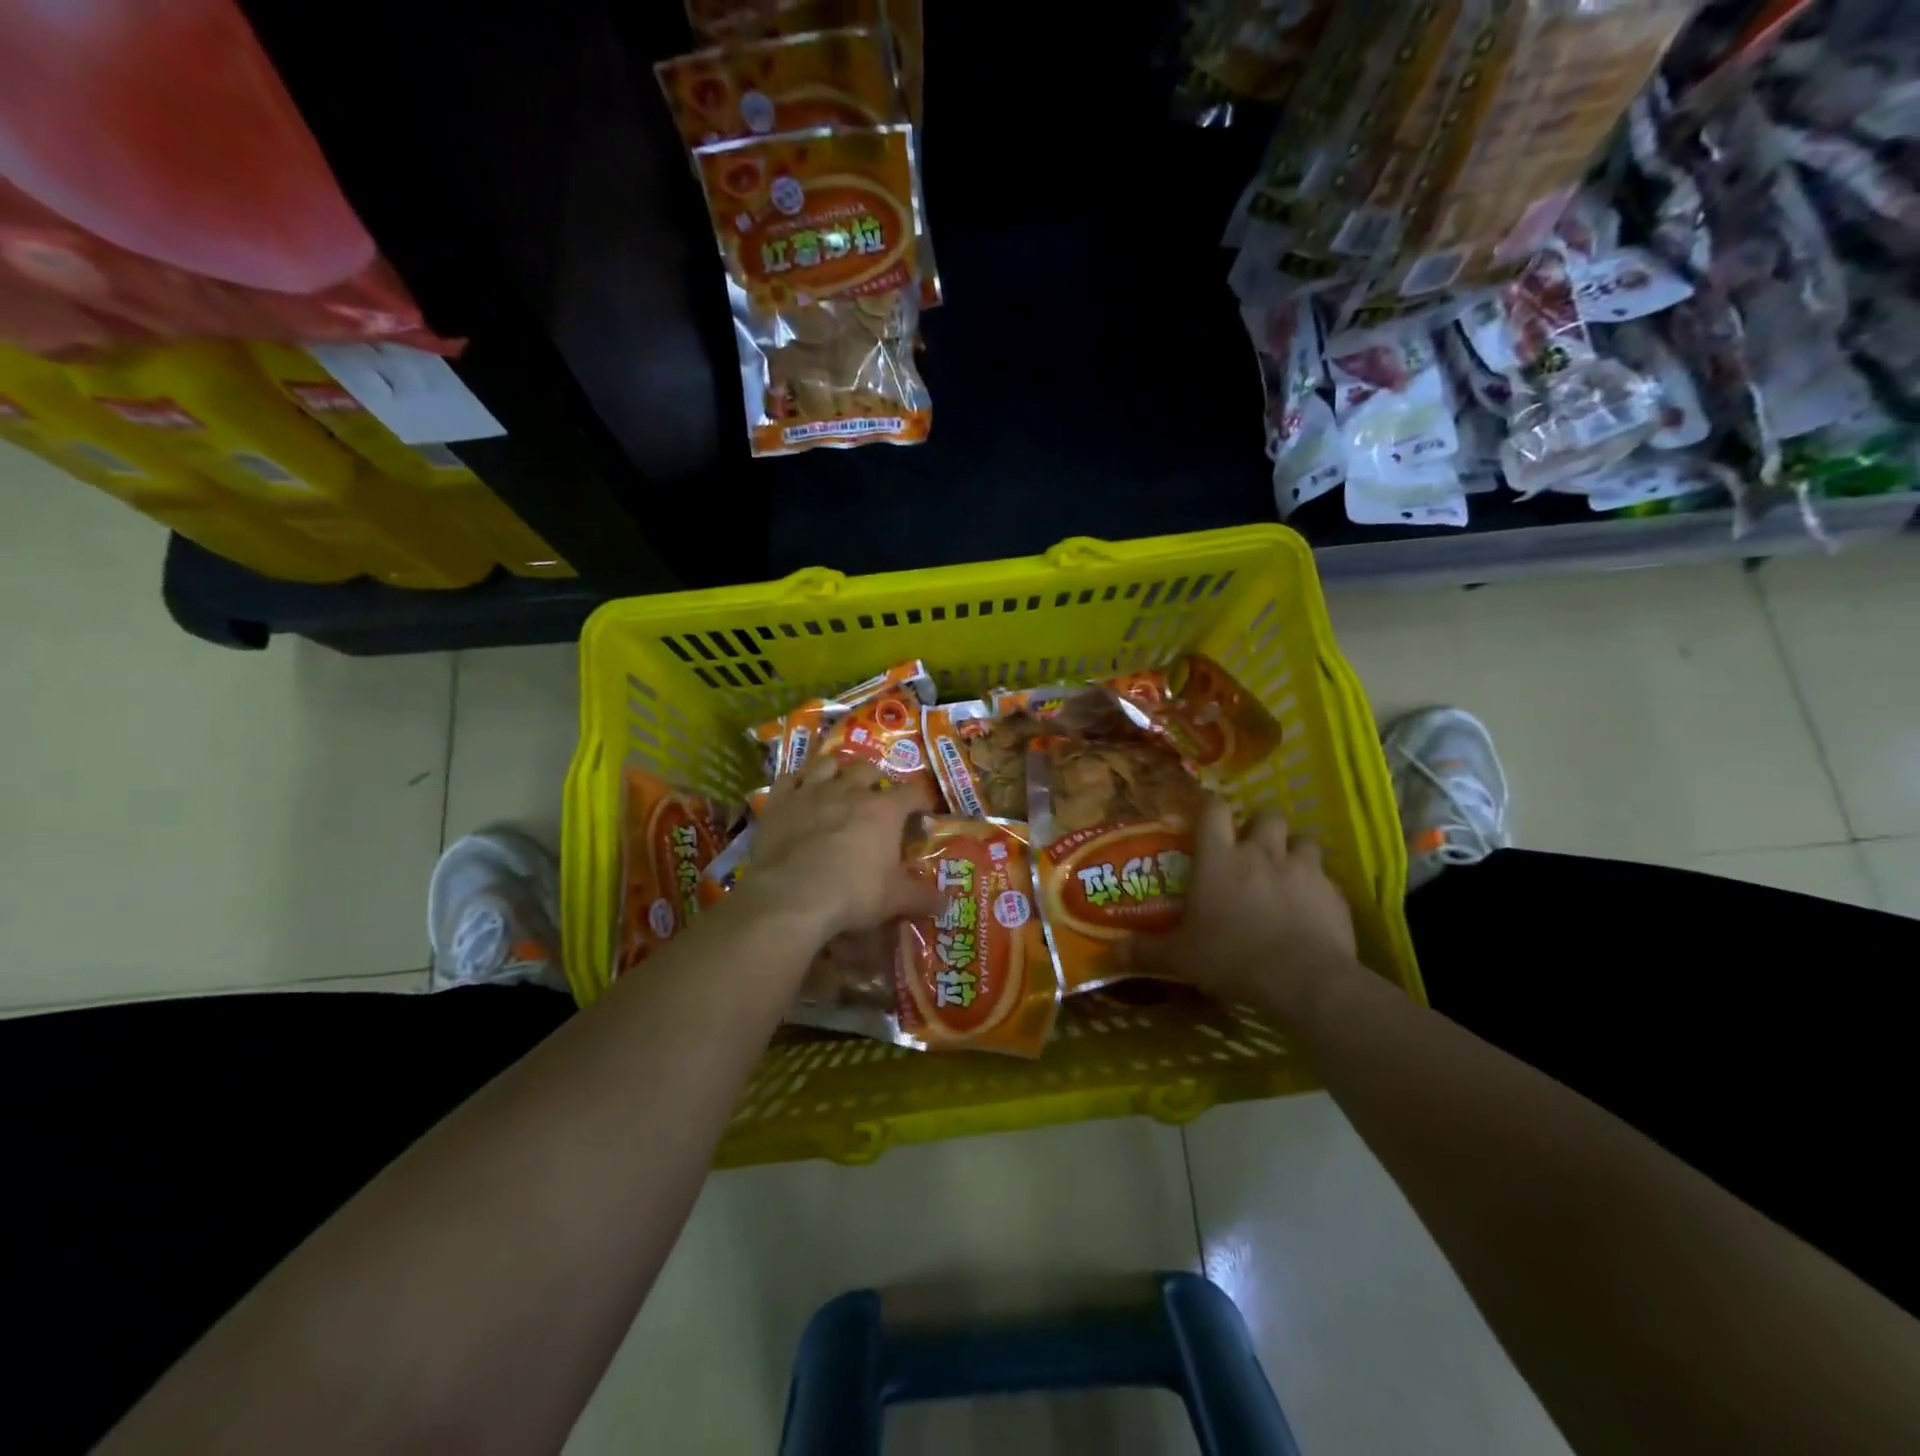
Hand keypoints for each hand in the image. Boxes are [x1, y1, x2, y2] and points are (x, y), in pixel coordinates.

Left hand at [744, 754, 943, 944]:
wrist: (793, 896)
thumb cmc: (853, 894)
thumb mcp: (895, 900)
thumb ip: (921, 897)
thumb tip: (945, 902)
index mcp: (884, 810)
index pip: (912, 793)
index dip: (921, 800)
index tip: (923, 812)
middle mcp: (850, 791)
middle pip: (867, 769)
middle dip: (875, 779)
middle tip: (876, 797)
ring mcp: (812, 792)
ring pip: (827, 764)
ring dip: (836, 771)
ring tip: (838, 785)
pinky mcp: (780, 802)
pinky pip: (789, 778)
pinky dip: (796, 782)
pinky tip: (799, 791)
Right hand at [1125, 796, 1358, 1024]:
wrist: (1302, 979)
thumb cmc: (1231, 957)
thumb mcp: (1180, 956)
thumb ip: (1146, 950)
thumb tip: (1110, 952)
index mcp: (1219, 858)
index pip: (1213, 809)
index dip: (1210, 806)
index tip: (1205, 815)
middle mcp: (1261, 853)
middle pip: (1266, 815)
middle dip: (1259, 825)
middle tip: (1251, 847)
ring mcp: (1302, 869)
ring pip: (1303, 839)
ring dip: (1293, 850)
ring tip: (1286, 872)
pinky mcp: (1334, 893)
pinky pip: (1327, 878)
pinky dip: (1318, 887)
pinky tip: (1312, 909)